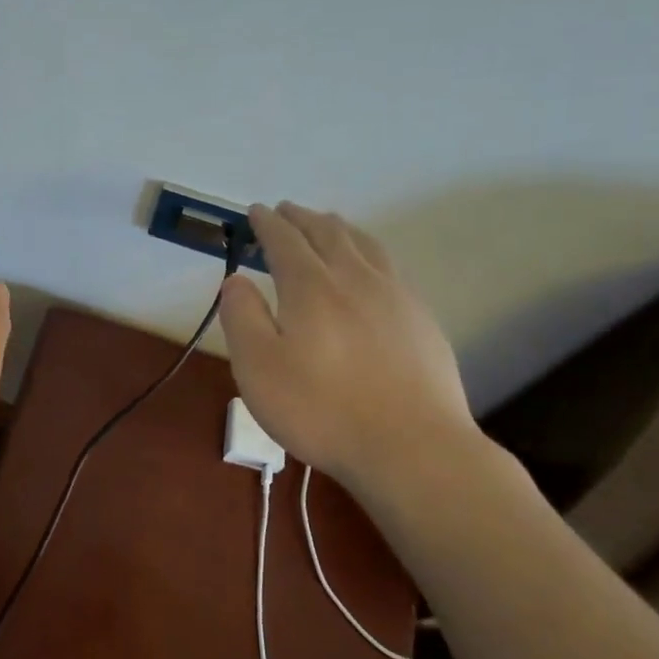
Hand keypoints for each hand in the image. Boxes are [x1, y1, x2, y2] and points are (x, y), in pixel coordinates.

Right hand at [219, 202, 479, 495]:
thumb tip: (236, 280)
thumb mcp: (258, 368)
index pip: (285, 240)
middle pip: (328, 233)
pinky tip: (370, 270)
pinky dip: (369, 253)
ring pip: (365, 245)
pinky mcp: (422, 320)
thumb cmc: (322, 409)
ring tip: (327, 224)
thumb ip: (242, 317)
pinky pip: (390, 267)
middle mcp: (355, 279)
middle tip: (286, 211)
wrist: (412, 447)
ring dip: (339, 228)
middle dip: (302, 218)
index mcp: (311, 286)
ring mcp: (395, 297)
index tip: (255, 211)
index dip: (267, 223)